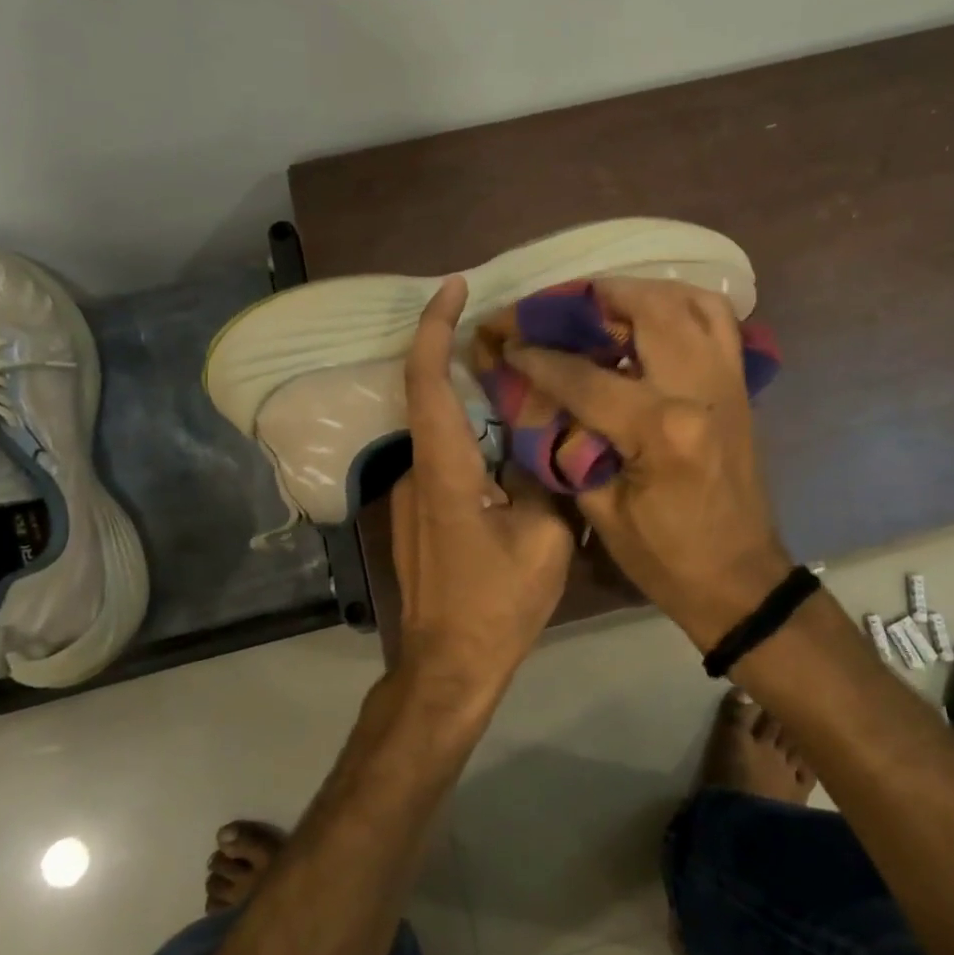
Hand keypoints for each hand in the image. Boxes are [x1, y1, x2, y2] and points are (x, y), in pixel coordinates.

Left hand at [392, 277, 575, 694]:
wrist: (448, 666)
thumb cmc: (496, 605)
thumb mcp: (543, 539)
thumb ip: (543, 477)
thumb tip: (544, 439)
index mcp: (443, 469)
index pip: (426, 380)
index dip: (434, 327)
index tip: (454, 288)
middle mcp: (415, 471)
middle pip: (433, 398)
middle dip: (465, 360)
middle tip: (518, 341)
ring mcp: (409, 495)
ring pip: (443, 432)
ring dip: (476, 408)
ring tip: (528, 396)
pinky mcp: (416, 514)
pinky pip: (445, 460)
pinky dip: (474, 442)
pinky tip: (513, 453)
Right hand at [502, 278, 792, 650]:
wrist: (739, 579)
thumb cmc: (665, 558)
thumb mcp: (600, 510)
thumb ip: (567, 443)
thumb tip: (535, 397)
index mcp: (662, 429)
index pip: (585, 375)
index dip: (538, 357)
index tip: (505, 341)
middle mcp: (700, 388)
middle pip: (644, 309)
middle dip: (588, 299)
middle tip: (551, 309)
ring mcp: (728, 380)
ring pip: (687, 300)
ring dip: (637, 292)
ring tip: (597, 306)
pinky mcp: (740, 385)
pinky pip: (717, 320)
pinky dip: (681, 304)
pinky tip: (649, 317)